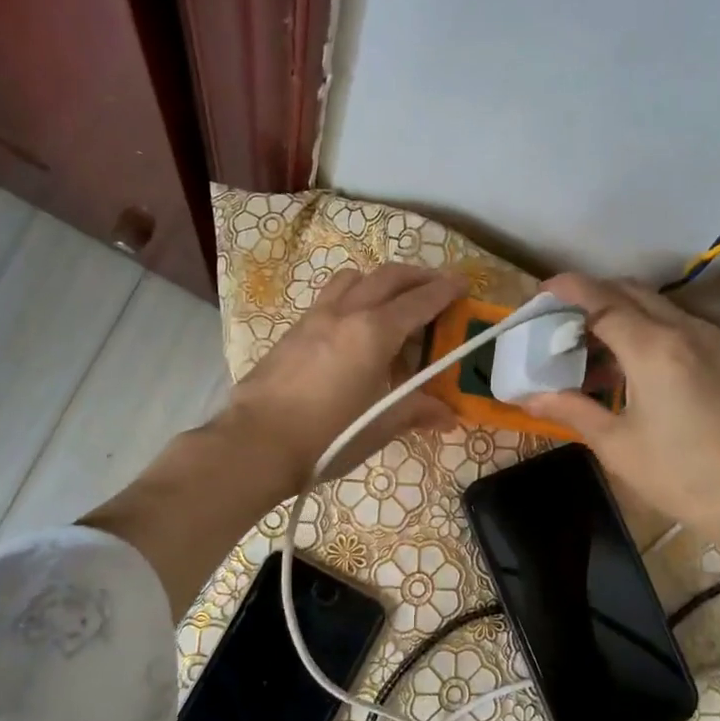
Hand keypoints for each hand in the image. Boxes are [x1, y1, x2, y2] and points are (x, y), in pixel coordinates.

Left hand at [221, 264, 465, 489]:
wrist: (257, 443)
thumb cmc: (328, 436)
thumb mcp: (380, 426)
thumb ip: (416, 411)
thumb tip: (447, 416)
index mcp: (374, 332)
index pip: (418, 301)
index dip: (444, 290)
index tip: (462, 285)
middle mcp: (345, 313)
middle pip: (387, 277)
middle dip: (416, 276)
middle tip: (435, 286)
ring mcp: (314, 318)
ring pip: (352, 279)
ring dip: (378, 280)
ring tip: (390, 301)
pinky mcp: (291, 332)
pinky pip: (328, 298)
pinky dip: (351, 297)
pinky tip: (352, 327)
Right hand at [520, 274, 719, 546]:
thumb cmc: (686, 476)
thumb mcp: (619, 446)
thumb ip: (573, 411)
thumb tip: (528, 397)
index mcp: (653, 347)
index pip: (601, 299)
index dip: (567, 290)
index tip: (540, 292)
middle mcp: (684, 331)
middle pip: (629, 293)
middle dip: (590, 297)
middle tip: (558, 324)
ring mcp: (710, 343)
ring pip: (655, 309)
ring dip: (618, 316)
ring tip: (586, 353)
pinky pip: (675, 328)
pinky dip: (643, 332)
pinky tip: (627, 372)